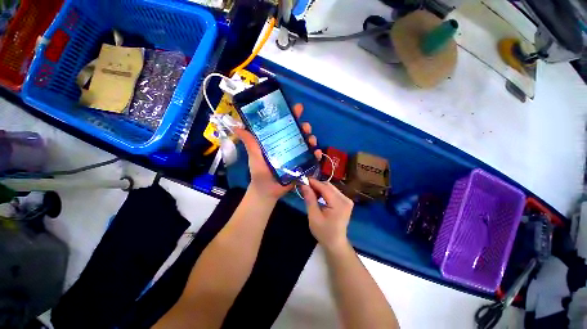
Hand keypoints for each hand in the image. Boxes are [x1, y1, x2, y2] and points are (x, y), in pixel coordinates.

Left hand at [234, 104, 322, 200]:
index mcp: (277, 141)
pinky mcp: (302, 165)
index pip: (285, 125)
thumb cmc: (260, 173)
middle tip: (305, 127)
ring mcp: (296, 155)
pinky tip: (317, 153)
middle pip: (299, 132)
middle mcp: (288, 145)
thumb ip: (249, 143)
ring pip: (307, 143)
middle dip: (304, 126)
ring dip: (311, 139)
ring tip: (311, 140)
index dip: (291, 115)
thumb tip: (237, 127)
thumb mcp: (254, 156)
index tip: (297, 108)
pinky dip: (316, 154)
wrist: (267, 191)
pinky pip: (311, 158)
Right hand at [300, 178, 353, 251]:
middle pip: (329, 186)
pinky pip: (333, 192)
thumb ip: (310, 199)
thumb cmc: (323, 232)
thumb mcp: (314, 216)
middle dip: (316, 185)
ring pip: (331, 188)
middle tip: (305, 187)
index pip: (325, 187)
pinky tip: (318, 196)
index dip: (313, 182)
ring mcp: (347, 200)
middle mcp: (345, 199)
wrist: (336, 243)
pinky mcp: (346, 202)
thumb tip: (304, 185)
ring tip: (310, 193)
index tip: (302, 179)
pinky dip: (324, 192)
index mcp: (339, 204)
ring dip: (320, 188)